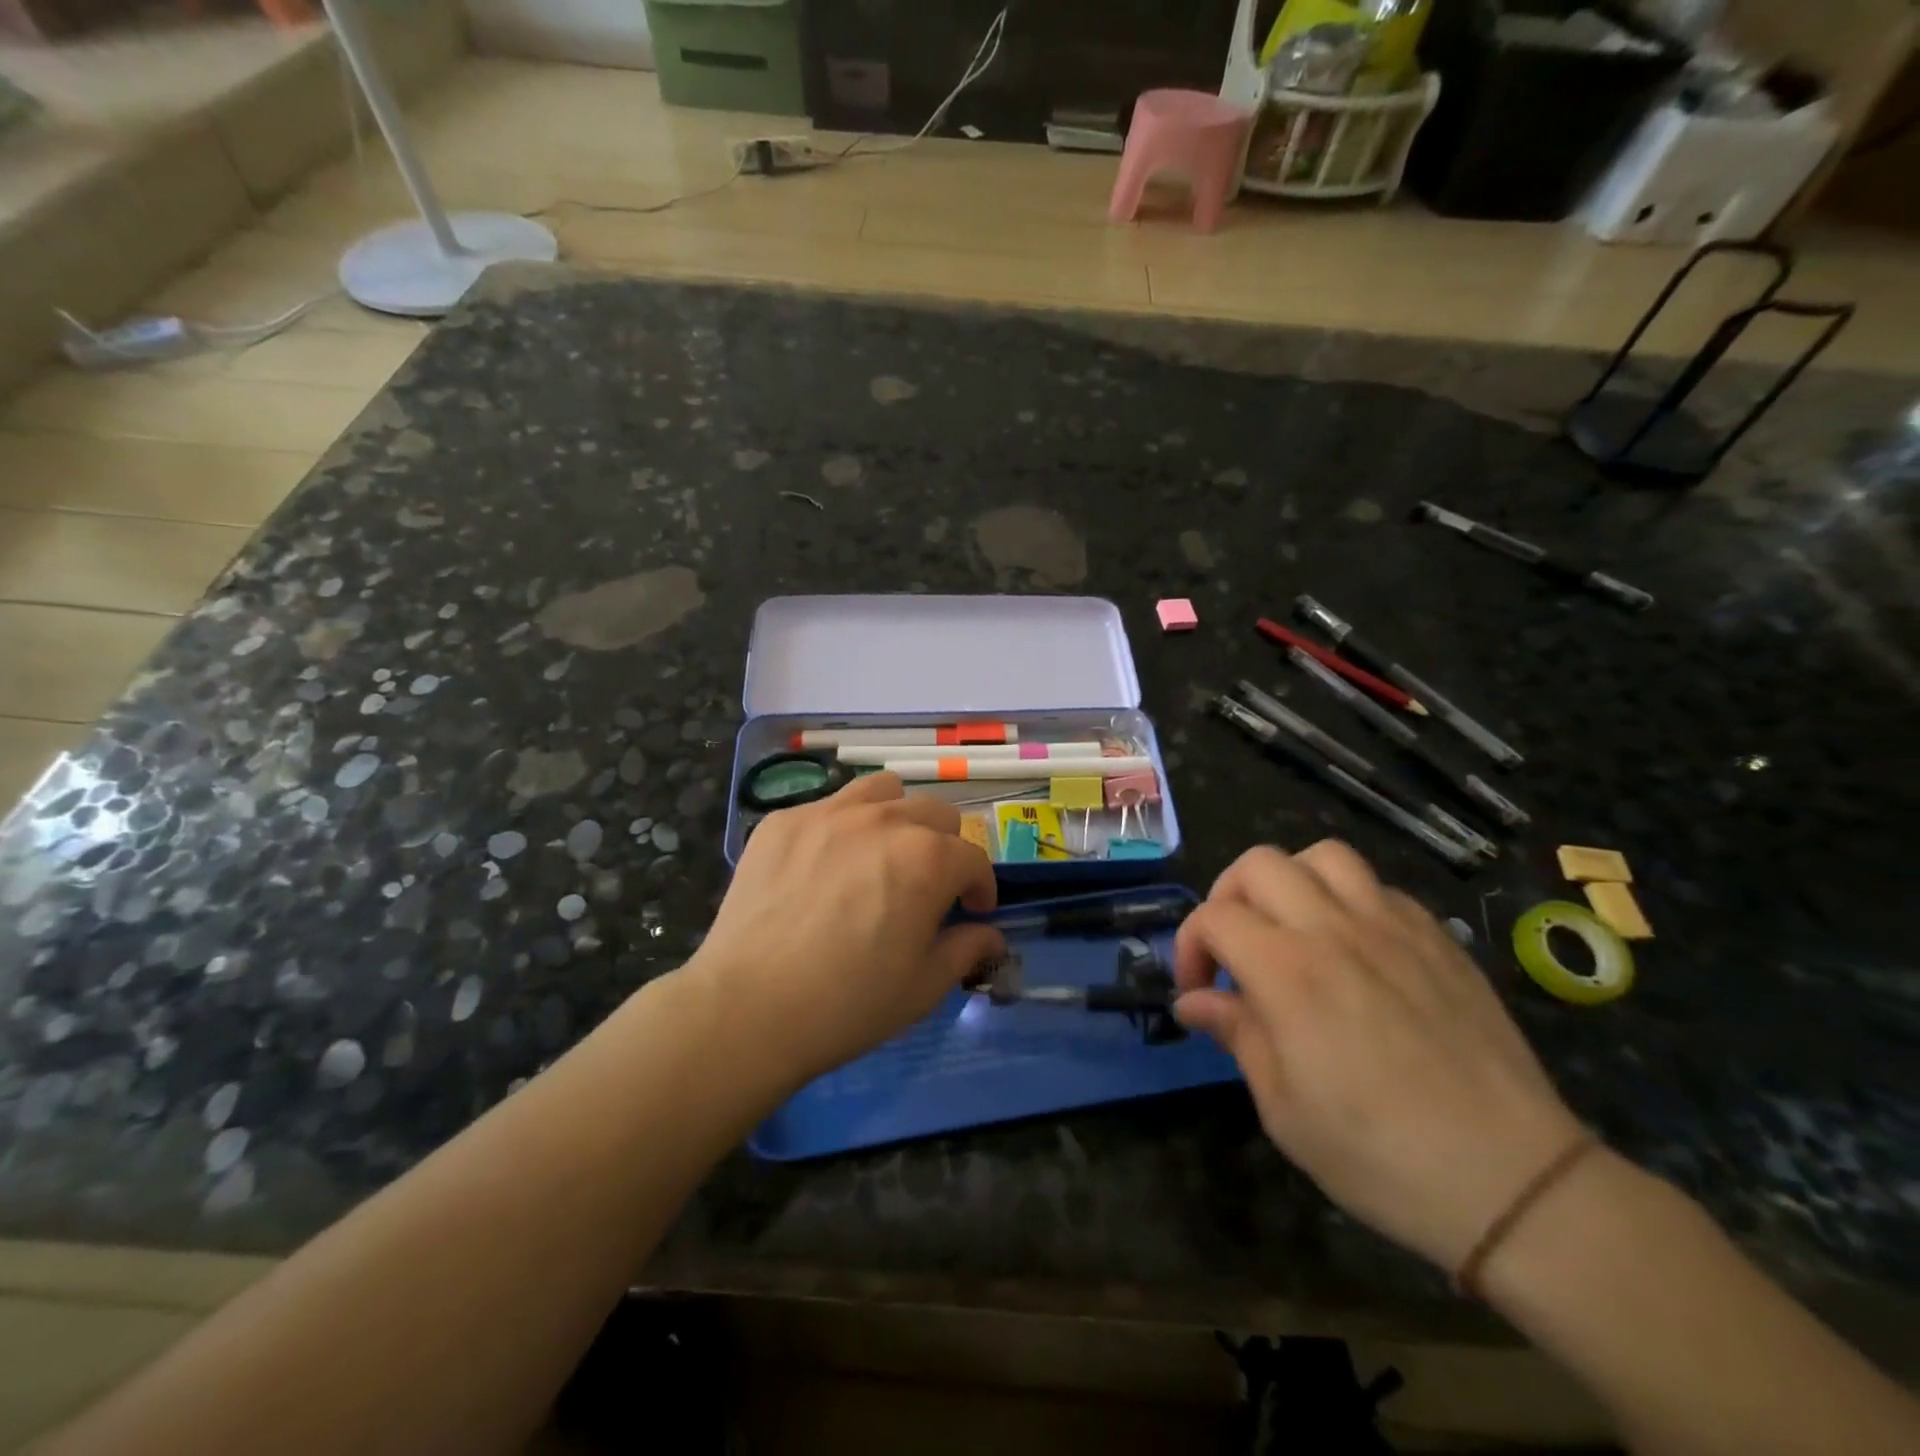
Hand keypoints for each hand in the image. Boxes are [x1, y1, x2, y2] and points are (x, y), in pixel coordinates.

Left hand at [690, 773, 1004, 1087]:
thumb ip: (966, 949)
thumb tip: (990, 936)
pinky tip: (824, 867)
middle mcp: (884, 820)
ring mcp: (828, 813)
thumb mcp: (923, 987)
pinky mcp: (783, 821)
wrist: (748, 1008)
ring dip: (897, 818)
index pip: (973, 858)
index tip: (972, 910)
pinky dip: (842, 828)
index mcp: (928, 858)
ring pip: (883, 792)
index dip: (980, 887)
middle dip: (945, 848)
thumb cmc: (848, 1004)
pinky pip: (828, 806)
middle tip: (929, 885)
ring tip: (883, 854)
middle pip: (935, 813)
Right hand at [1173, 841, 1585, 1273]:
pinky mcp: (1437, 938)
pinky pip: (1380, 888)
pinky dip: (1349, 900)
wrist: (1513, 1181)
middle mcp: (1334, 930)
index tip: (1197, 989)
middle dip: (1229, 896)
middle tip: (1235, 946)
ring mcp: (1393, 927)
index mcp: (1287, 971)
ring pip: (1323, 856)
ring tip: (1292, 927)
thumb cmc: (1379, 1154)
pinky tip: (1355, 947)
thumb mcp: (1283, 1108)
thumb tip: (1194, 1001)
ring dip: (1291, 881)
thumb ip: (1236, 1034)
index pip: (1215, 917)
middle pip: (1259, 864)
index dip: (1190, 946)